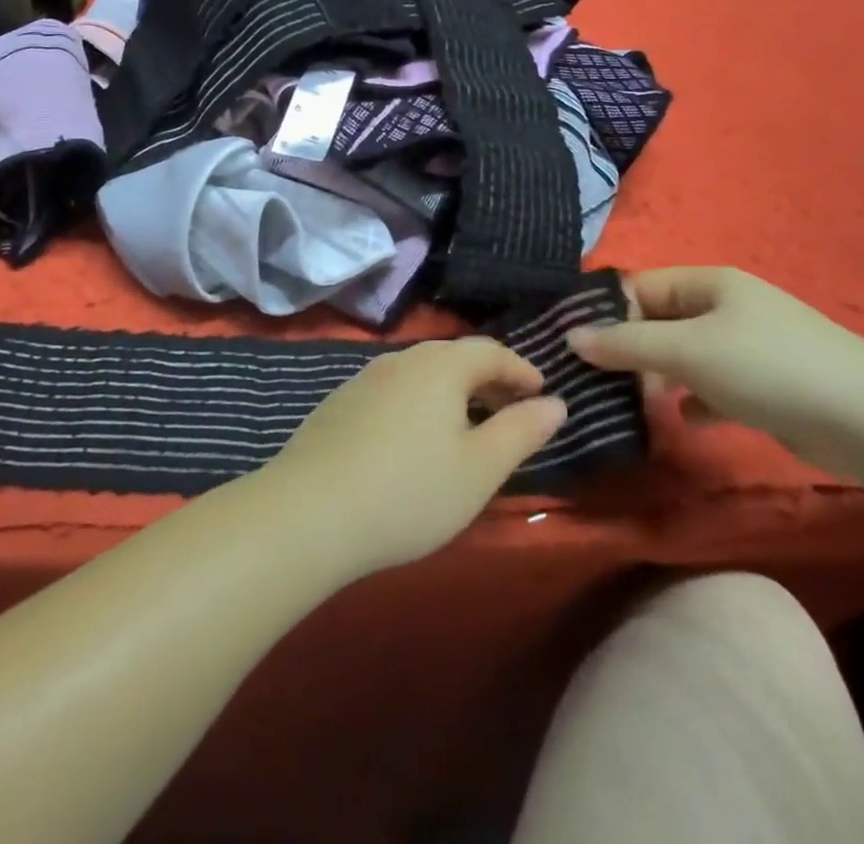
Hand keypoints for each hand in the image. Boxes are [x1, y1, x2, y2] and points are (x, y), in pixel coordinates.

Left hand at [258, 339, 566, 581]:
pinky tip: (417, 439)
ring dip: (452, 392)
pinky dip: (419, 404)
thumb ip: (521, 431)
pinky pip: (394, 391)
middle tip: (511, 408)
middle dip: (488, 379)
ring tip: (468, 426)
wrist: (309, 511)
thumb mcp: (480, 469)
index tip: (541, 392)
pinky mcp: (340, 404)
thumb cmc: (410, 491)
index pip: (490, 351)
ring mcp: (364, 379)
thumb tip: (555, 403)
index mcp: (440, 366)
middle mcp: (401, 359)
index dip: (520, 369)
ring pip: (421, 374)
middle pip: (454, 357)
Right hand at [569, 267, 863, 476]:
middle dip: (629, 349)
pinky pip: (713, 386)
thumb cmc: (767, 367)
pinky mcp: (765, 385)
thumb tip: (571, 336)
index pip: (640, 287)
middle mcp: (726, 308)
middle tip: (595, 381)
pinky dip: (695, 401)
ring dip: (659, 377)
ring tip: (632, 404)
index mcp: (709, 283)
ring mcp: (748, 347)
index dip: (604, 311)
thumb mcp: (687, 350)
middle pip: (660, 321)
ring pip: (684, 356)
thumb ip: (627, 343)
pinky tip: (686, 421)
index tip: (570, 343)